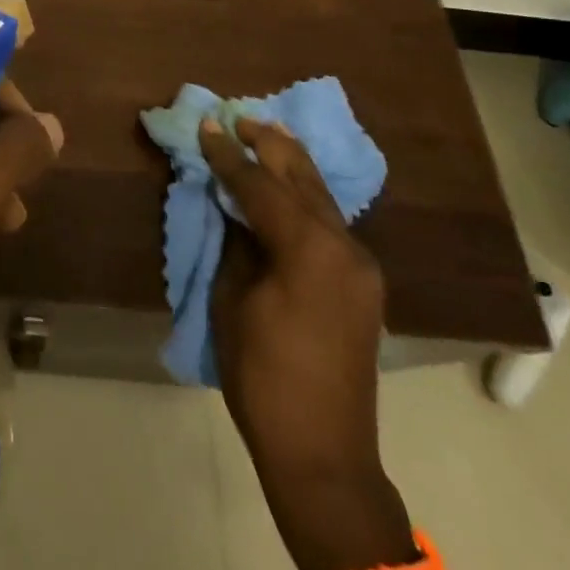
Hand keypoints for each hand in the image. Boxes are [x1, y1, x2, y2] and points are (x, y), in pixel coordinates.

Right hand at [200, 118, 417, 569]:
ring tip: (264, 133)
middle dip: (268, 144)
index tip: (206, 124)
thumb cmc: (263, 376)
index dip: (228, 154)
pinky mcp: (362, 281)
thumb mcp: (233, 301)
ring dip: (291, 163)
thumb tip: (234, 207)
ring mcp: (360, 264)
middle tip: (239, 116)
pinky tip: (288, 182)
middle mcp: (343, 246)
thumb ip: (237, 243)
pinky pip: (330, 221)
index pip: (260, 185)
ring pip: (321, 195)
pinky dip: (305, 195)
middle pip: (301, 178)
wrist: (323, 453)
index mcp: (308, 248)